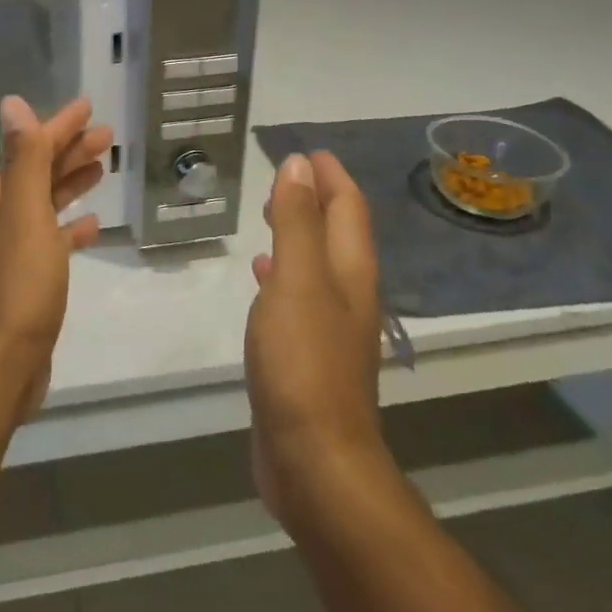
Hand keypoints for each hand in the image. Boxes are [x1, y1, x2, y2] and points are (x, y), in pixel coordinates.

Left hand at [0, 96, 113, 420]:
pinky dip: (70, 227)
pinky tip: (91, 226)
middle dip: (70, 150)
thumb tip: (12, 102)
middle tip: (106, 135)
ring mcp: (15, 247)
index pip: (33, 147)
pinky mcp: (29, 277)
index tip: (88, 107)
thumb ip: (24, 157)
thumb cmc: (19, 281)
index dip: (61, 126)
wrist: (3, 359)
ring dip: (71, 182)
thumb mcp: (26, 211)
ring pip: (47, 202)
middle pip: (41, 171)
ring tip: (102, 168)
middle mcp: (2, 215)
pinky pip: (53, 239)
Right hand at [245, 151, 394, 529]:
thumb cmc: (303, 360)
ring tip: (269, 213)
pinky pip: (296, 295)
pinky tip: (261, 273)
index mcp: (350, 272)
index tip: (308, 151)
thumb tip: (300, 165)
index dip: (331, 177)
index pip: (348, 209)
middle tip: (284, 177)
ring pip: (316, 264)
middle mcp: (347, 295)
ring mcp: (329, 329)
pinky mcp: (307, 356)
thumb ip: (297, 220)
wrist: (315, 460)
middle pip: (337, 234)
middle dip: (315, 200)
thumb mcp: (297, 279)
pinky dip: (281, 272)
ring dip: (297, 233)